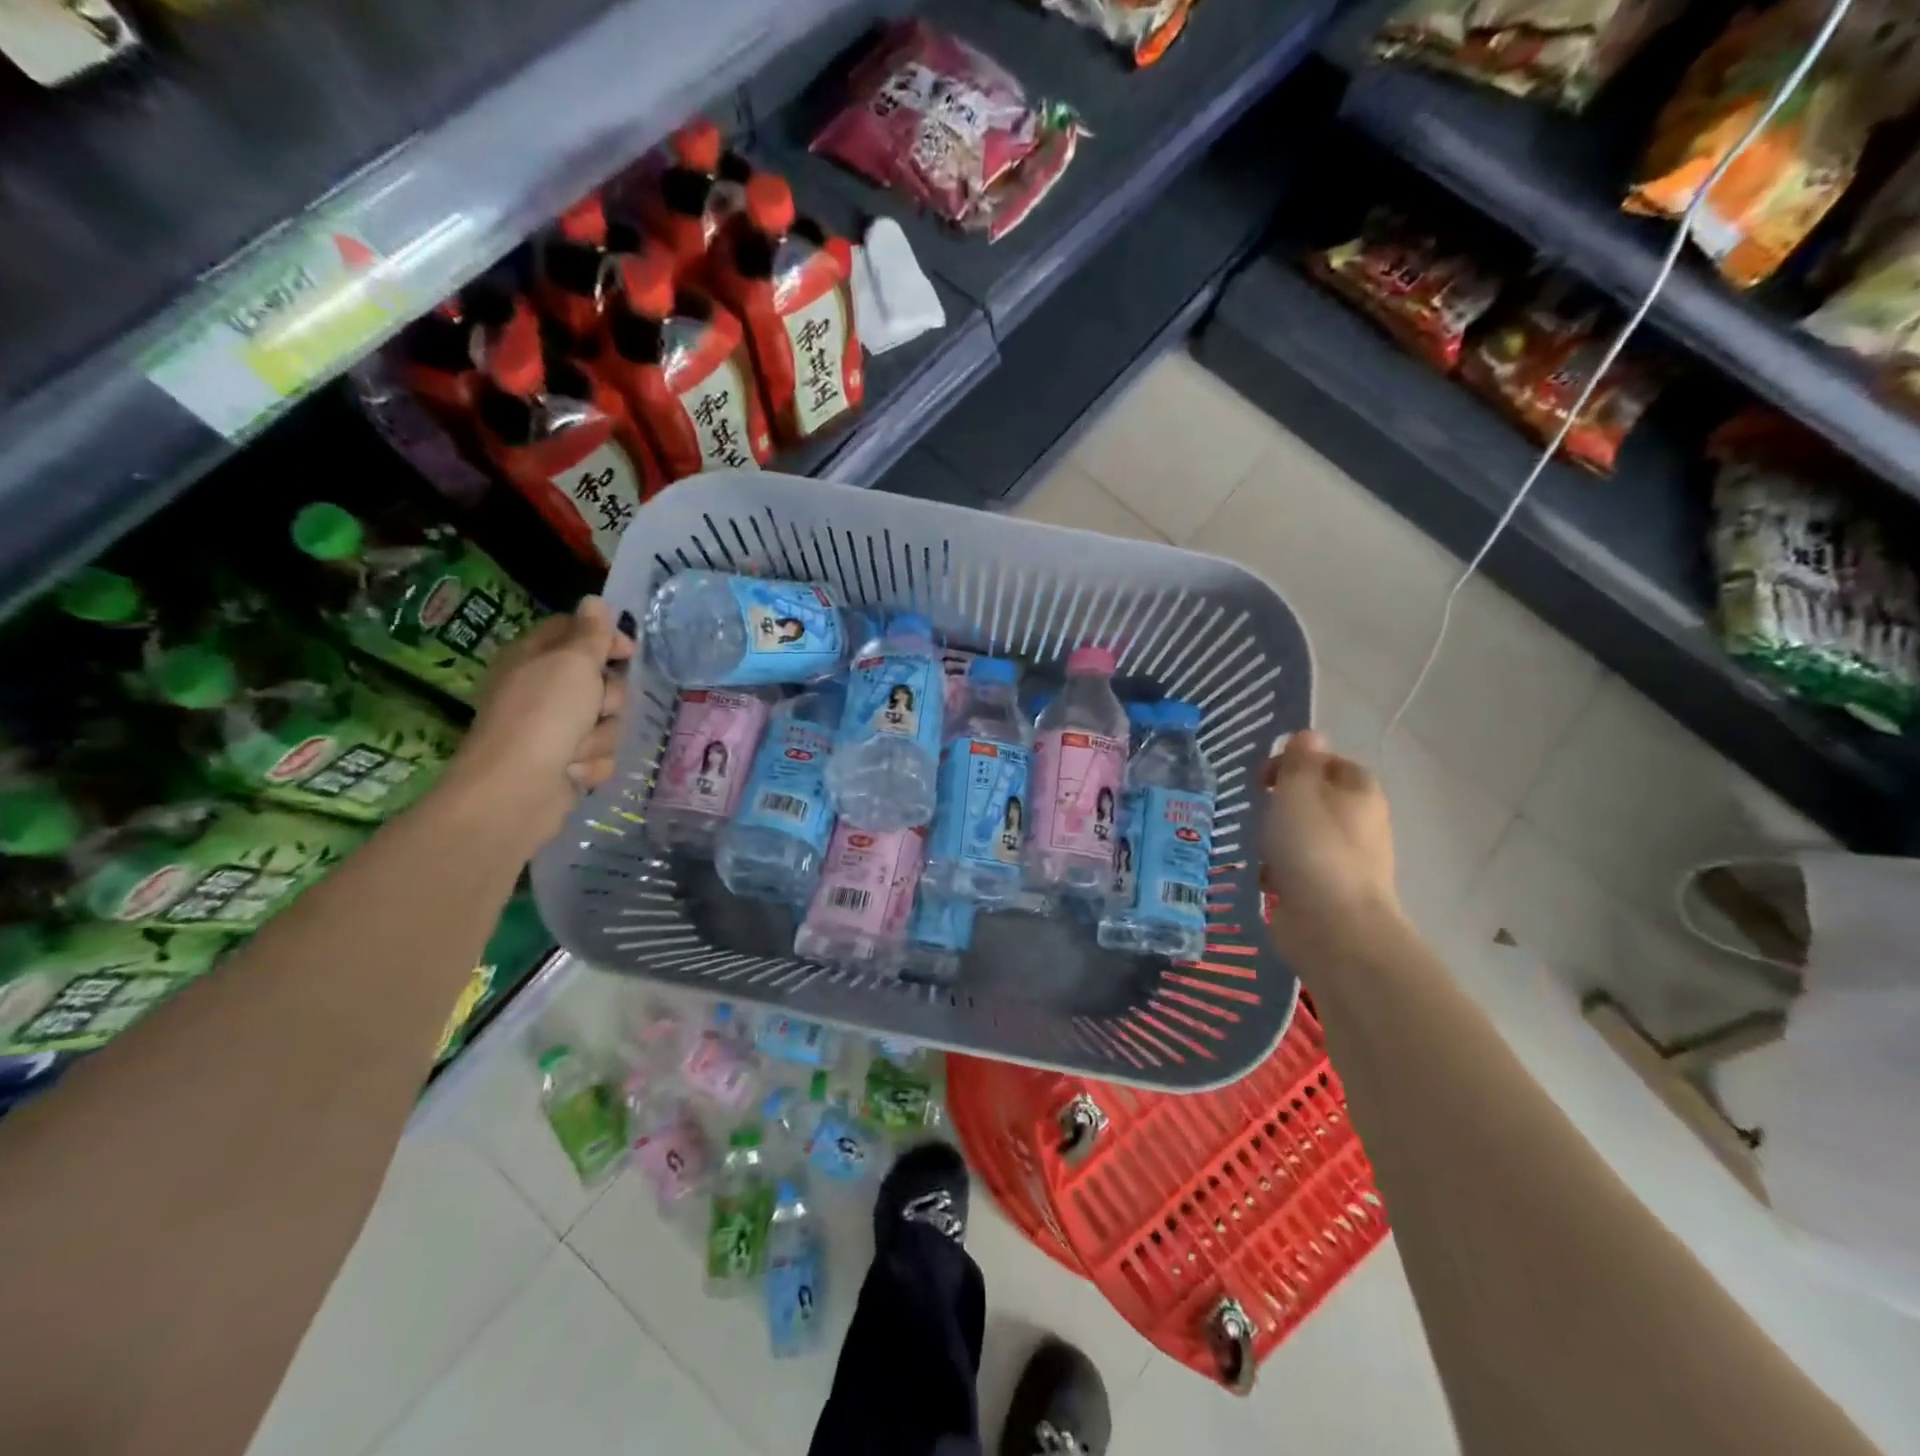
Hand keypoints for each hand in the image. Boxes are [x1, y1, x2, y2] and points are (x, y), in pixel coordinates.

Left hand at [446, 597, 634, 846]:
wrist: (517, 790)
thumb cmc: (543, 716)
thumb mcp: (572, 663)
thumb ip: (591, 633)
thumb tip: (594, 601)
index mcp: (534, 657)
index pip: (576, 631)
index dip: (605, 639)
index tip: (629, 652)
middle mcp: (541, 689)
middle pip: (600, 680)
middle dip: (608, 698)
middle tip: (595, 707)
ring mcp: (553, 729)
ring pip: (606, 721)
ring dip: (600, 736)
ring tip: (577, 748)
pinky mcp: (565, 762)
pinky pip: (599, 754)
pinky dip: (592, 763)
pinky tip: (575, 771)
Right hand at [1259, 730, 1401, 957]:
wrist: (1333, 929)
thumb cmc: (1313, 849)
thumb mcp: (1298, 793)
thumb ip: (1299, 762)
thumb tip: (1309, 734)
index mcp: (1360, 793)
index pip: (1330, 763)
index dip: (1296, 763)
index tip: (1263, 776)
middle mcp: (1359, 824)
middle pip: (1314, 800)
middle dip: (1282, 804)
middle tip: (1257, 809)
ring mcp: (1345, 861)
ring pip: (1302, 836)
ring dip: (1276, 839)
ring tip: (1255, 846)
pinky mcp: (1328, 893)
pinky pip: (1297, 869)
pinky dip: (1279, 871)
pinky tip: (1263, 879)